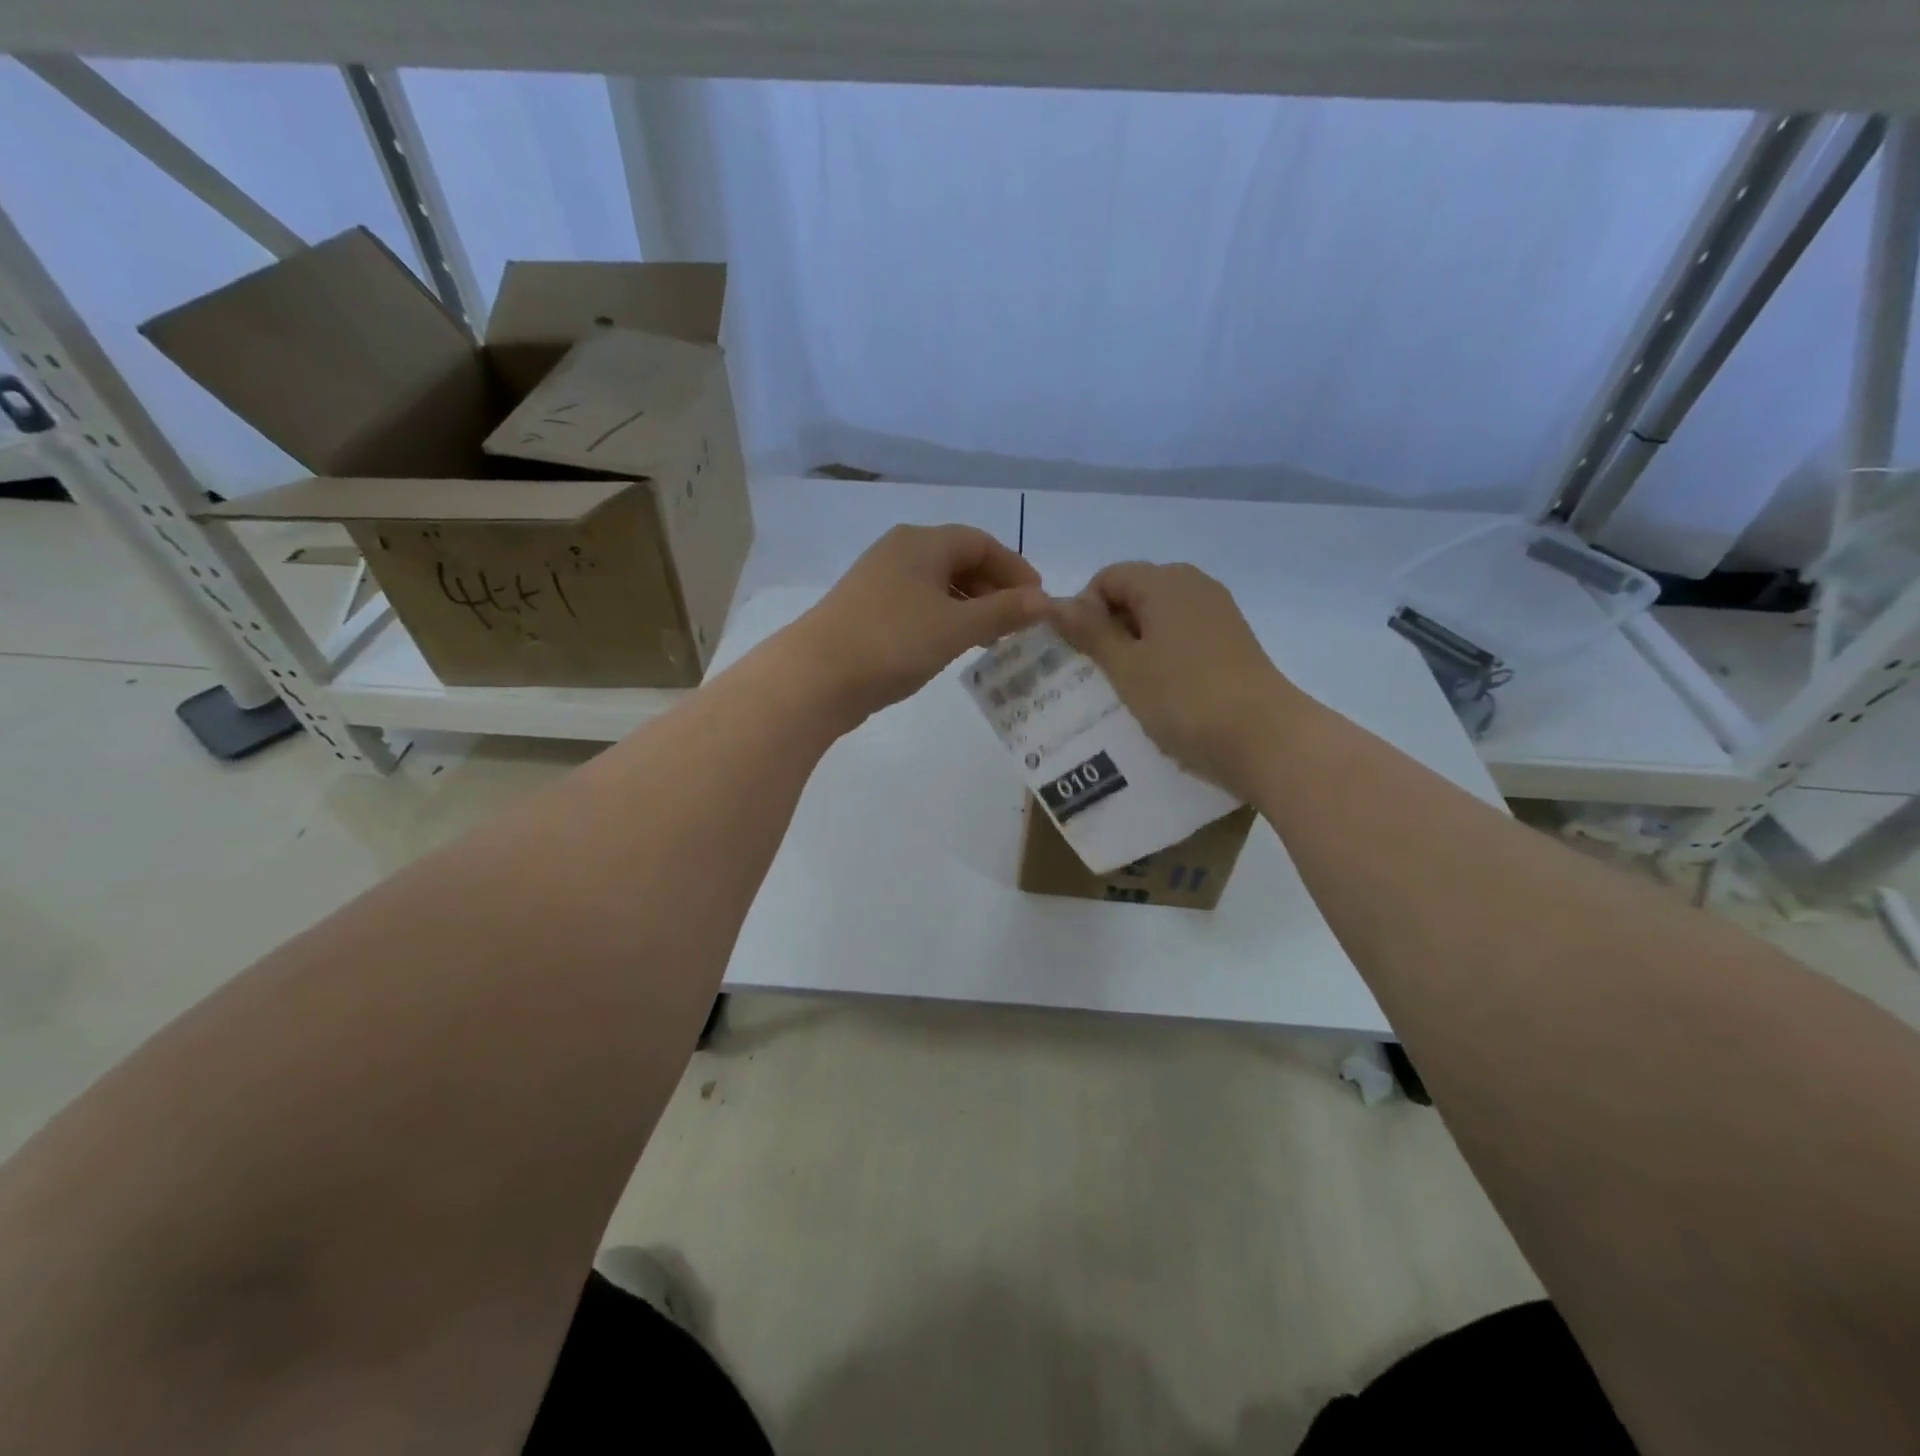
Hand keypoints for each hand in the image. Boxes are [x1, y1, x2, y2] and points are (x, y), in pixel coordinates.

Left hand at [788, 524, 1048, 724]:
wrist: (815, 676)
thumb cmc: (893, 642)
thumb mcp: (956, 627)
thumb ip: (1003, 612)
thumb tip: (1046, 601)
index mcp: (922, 543)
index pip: (982, 543)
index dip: (1015, 569)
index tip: (1038, 601)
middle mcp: (900, 552)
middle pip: (959, 561)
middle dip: (994, 589)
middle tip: (1018, 623)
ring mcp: (879, 581)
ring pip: (938, 585)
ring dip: (970, 607)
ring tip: (991, 638)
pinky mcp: (867, 610)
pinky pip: (918, 605)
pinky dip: (944, 619)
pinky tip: (952, 645)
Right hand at [1050, 562, 1307, 797]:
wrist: (1267, 739)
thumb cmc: (1185, 699)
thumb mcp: (1126, 667)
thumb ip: (1090, 632)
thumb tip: (1055, 602)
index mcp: (1164, 581)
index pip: (1107, 578)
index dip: (1084, 610)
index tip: (1081, 654)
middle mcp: (1194, 586)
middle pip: (1134, 594)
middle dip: (1108, 629)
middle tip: (1096, 675)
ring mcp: (1218, 614)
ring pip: (1159, 619)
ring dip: (1135, 648)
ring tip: (1125, 690)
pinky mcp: (1233, 643)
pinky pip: (1183, 639)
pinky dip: (1163, 658)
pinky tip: (1161, 695)